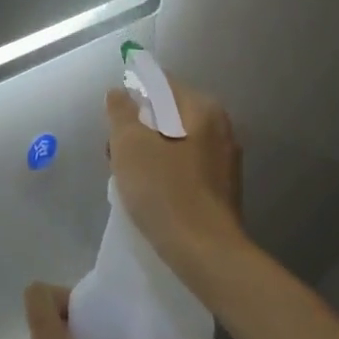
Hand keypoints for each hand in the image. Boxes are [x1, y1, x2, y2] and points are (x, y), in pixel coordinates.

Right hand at [106, 80, 246, 287]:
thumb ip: (121, 112)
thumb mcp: (129, 144)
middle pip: (169, 114)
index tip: (113, 118)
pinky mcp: (222, 190)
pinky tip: (149, 193)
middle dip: (139, 128)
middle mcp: (221, 129)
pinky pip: (186, 167)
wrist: (205, 253)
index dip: (132, 94)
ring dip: (149, 151)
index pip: (162, 84)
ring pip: (176, 142)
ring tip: (126, 175)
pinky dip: (165, 171)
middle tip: (115, 151)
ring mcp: (225, 162)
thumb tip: (119, 93)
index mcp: (203, 109)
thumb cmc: (164, 190)